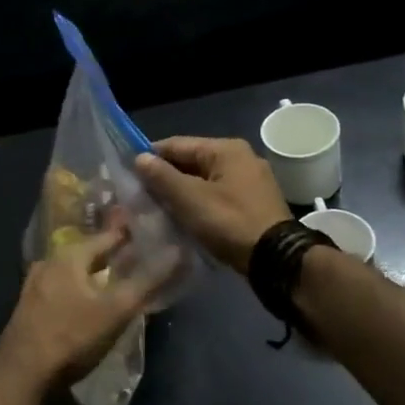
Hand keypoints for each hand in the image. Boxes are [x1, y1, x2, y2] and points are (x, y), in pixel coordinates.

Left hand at [0, 227, 172, 389]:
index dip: (129, 235)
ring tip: (113, 278)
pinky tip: (86, 301)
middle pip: (87, 252)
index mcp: (69, 255)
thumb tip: (179, 251)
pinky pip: (61, 288)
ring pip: (72, 270)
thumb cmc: (72, 335)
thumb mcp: (116, 309)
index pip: (107, 236)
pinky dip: (78, 288)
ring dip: (92, 272)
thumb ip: (147, 281)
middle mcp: (49, 262)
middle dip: (110, 254)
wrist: (22, 371)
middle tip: (134, 256)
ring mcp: (35, 284)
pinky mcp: (29, 307)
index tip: (149, 232)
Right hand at [133, 136, 289, 273]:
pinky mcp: (254, 203)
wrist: (276, 259)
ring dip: (181, 192)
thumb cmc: (229, 222)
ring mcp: (251, 181)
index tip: (128, 173)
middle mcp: (241, 158)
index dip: (150, 157)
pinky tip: (184, 218)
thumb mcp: (190, 198)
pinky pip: (217, 195)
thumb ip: (162, 176)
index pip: (176, 144)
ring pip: (204, 180)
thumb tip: (139, 157)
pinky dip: (199, 203)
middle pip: (191, 161)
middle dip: (166, 177)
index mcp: (225, 149)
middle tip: (140, 195)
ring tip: (157, 209)